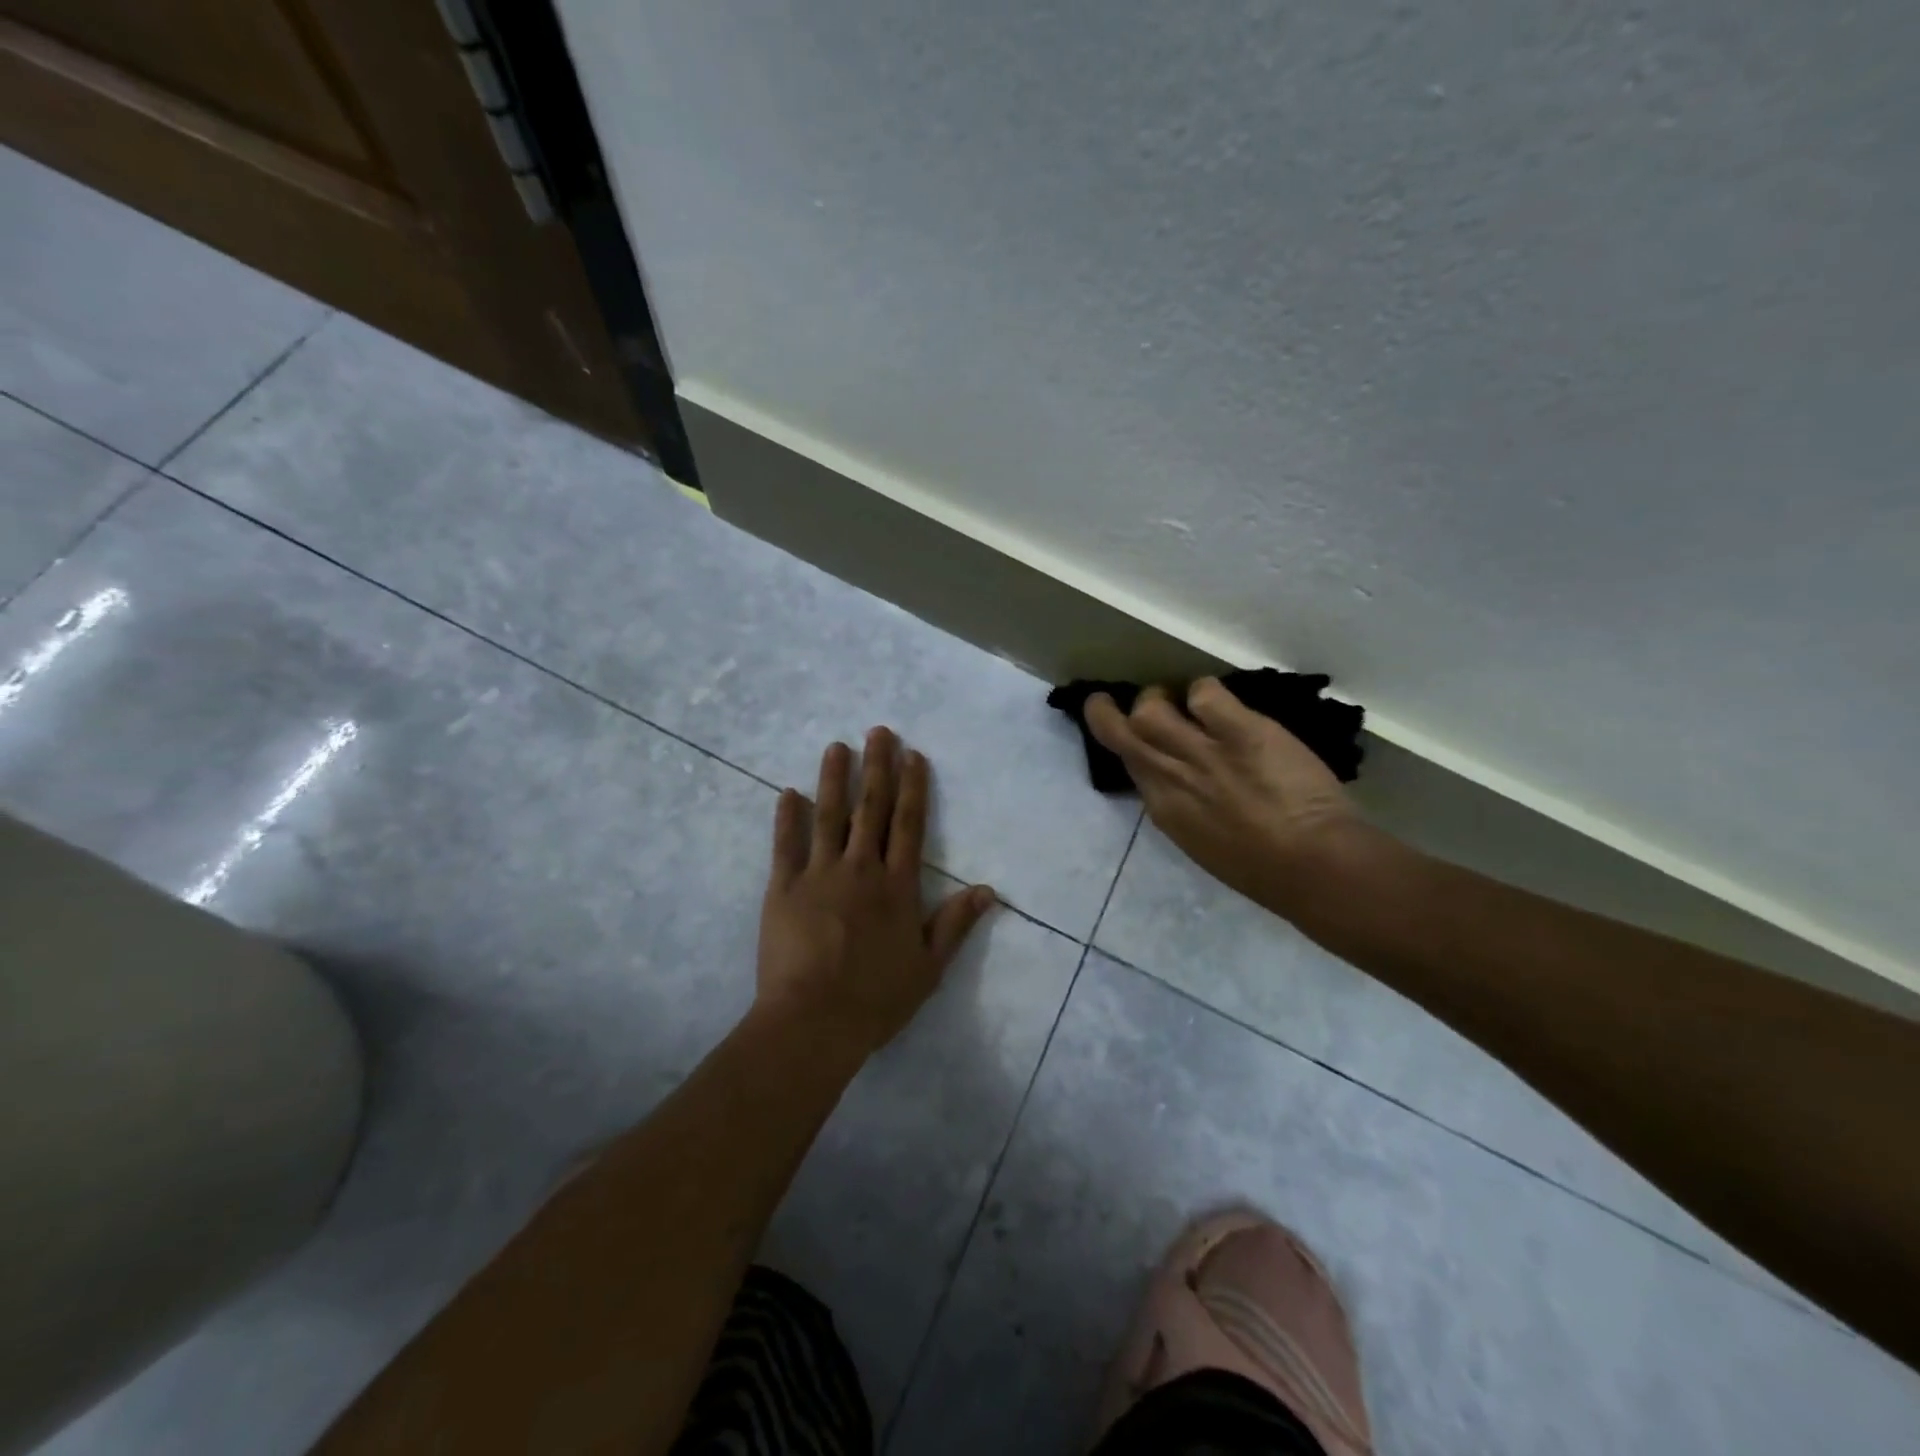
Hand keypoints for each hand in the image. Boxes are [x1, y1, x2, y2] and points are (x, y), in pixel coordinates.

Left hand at [755, 728, 996, 1055]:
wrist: (814, 1021)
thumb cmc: (876, 998)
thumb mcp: (929, 967)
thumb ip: (955, 924)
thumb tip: (988, 890)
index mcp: (897, 886)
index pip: (908, 824)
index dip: (912, 787)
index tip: (913, 755)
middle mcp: (861, 869)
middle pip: (871, 809)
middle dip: (876, 767)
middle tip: (879, 732)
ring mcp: (819, 875)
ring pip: (829, 816)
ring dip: (833, 779)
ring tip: (837, 747)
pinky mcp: (783, 888)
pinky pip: (785, 845)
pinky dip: (787, 817)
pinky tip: (788, 792)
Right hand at [1085, 679, 1366, 906]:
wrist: (1312, 866)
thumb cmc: (1263, 869)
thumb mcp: (1204, 842)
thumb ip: (1184, 807)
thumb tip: (1179, 782)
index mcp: (1164, 809)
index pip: (1128, 764)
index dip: (1125, 745)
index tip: (1127, 735)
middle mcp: (1170, 776)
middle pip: (1121, 732)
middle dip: (1106, 712)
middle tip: (1113, 700)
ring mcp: (1201, 752)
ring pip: (1150, 709)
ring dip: (1157, 697)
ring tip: (1177, 697)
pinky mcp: (1238, 731)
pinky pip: (1205, 693)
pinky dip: (1206, 692)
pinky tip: (1222, 703)